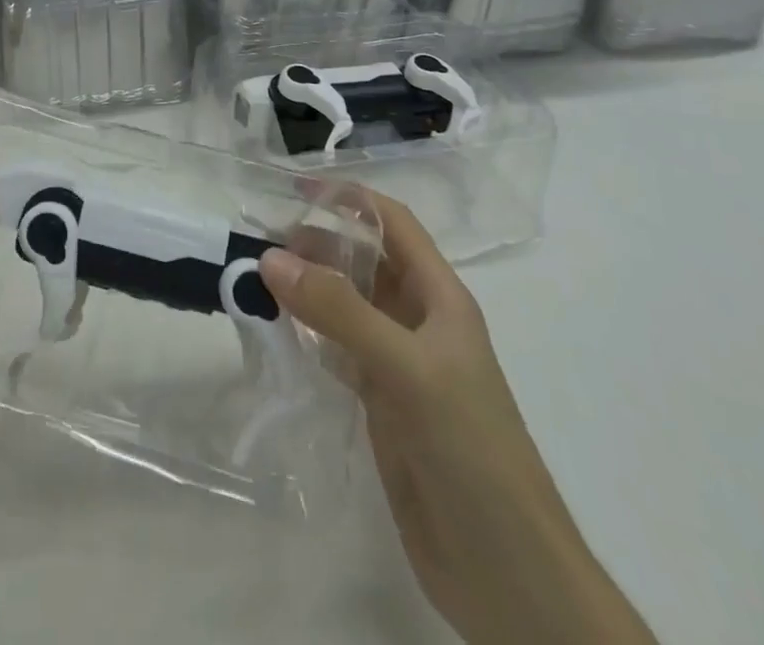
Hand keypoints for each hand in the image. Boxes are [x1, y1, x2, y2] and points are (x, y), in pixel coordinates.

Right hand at [260, 194, 654, 644]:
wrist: (508, 574)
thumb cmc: (471, 450)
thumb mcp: (407, 369)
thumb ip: (340, 311)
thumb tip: (272, 257)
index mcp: (440, 298)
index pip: (392, 224)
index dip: (348, 199)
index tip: (292, 188)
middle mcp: (419, 322)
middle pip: (364, 262)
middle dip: (317, 243)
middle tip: (259, 238)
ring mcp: (399, 365)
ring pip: (346, 305)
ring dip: (307, 287)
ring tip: (256, 276)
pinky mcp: (381, 405)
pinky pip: (337, 351)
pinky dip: (307, 334)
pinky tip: (276, 331)